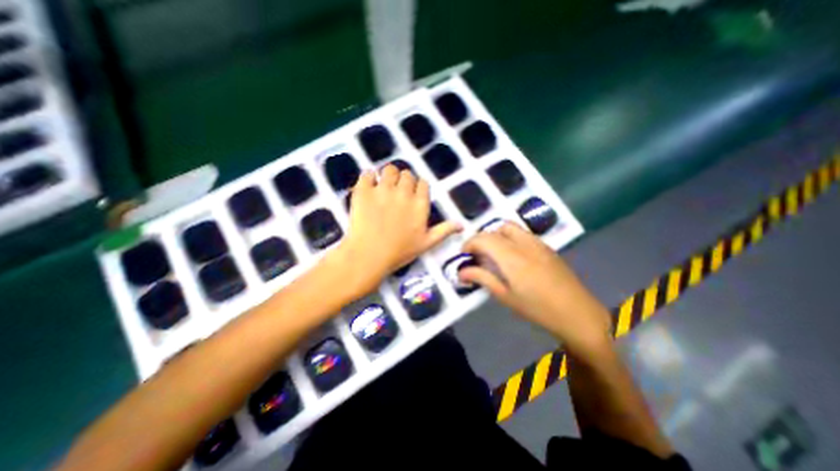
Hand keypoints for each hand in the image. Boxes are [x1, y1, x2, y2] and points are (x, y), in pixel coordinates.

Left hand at [330, 166, 457, 298]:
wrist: (369, 255)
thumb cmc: (400, 252)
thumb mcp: (427, 243)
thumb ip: (444, 231)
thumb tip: (462, 225)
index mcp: (420, 204)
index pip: (423, 183)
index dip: (417, 187)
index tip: (412, 194)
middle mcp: (404, 192)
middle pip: (407, 175)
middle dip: (403, 181)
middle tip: (397, 193)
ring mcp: (383, 189)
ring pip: (389, 170)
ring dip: (388, 176)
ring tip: (384, 187)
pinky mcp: (364, 190)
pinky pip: (368, 174)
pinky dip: (369, 177)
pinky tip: (369, 186)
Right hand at [458, 222, 611, 354]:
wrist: (577, 313)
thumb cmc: (537, 308)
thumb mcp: (505, 296)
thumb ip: (482, 278)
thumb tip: (461, 272)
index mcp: (511, 256)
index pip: (483, 238)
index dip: (469, 244)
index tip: (464, 256)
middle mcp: (523, 243)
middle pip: (495, 229)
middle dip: (481, 239)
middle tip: (477, 255)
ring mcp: (537, 242)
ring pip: (509, 227)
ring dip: (495, 235)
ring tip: (493, 254)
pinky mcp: (545, 246)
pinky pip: (521, 233)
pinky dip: (509, 238)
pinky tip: (511, 256)